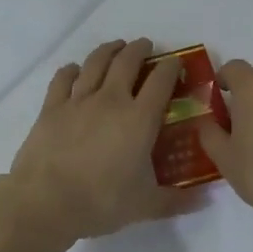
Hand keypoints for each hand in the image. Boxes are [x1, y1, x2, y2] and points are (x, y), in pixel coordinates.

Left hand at [4, 39, 191, 243]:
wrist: (47, 201)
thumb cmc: (101, 201)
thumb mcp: (145, 205)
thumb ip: (176, 201)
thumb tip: (205, 200)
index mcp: (139, 118)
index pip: (161, 81)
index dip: (171, 67)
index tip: (175, 62)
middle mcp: (111, 99)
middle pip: (127, 61)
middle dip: (139, 49)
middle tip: (145, 46)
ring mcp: (78, 100)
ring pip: (95, 62)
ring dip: (108, 50)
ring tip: (115, 47)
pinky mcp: (51, 107)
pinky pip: (63, 79)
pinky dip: (71, 70)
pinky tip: (75, 69)